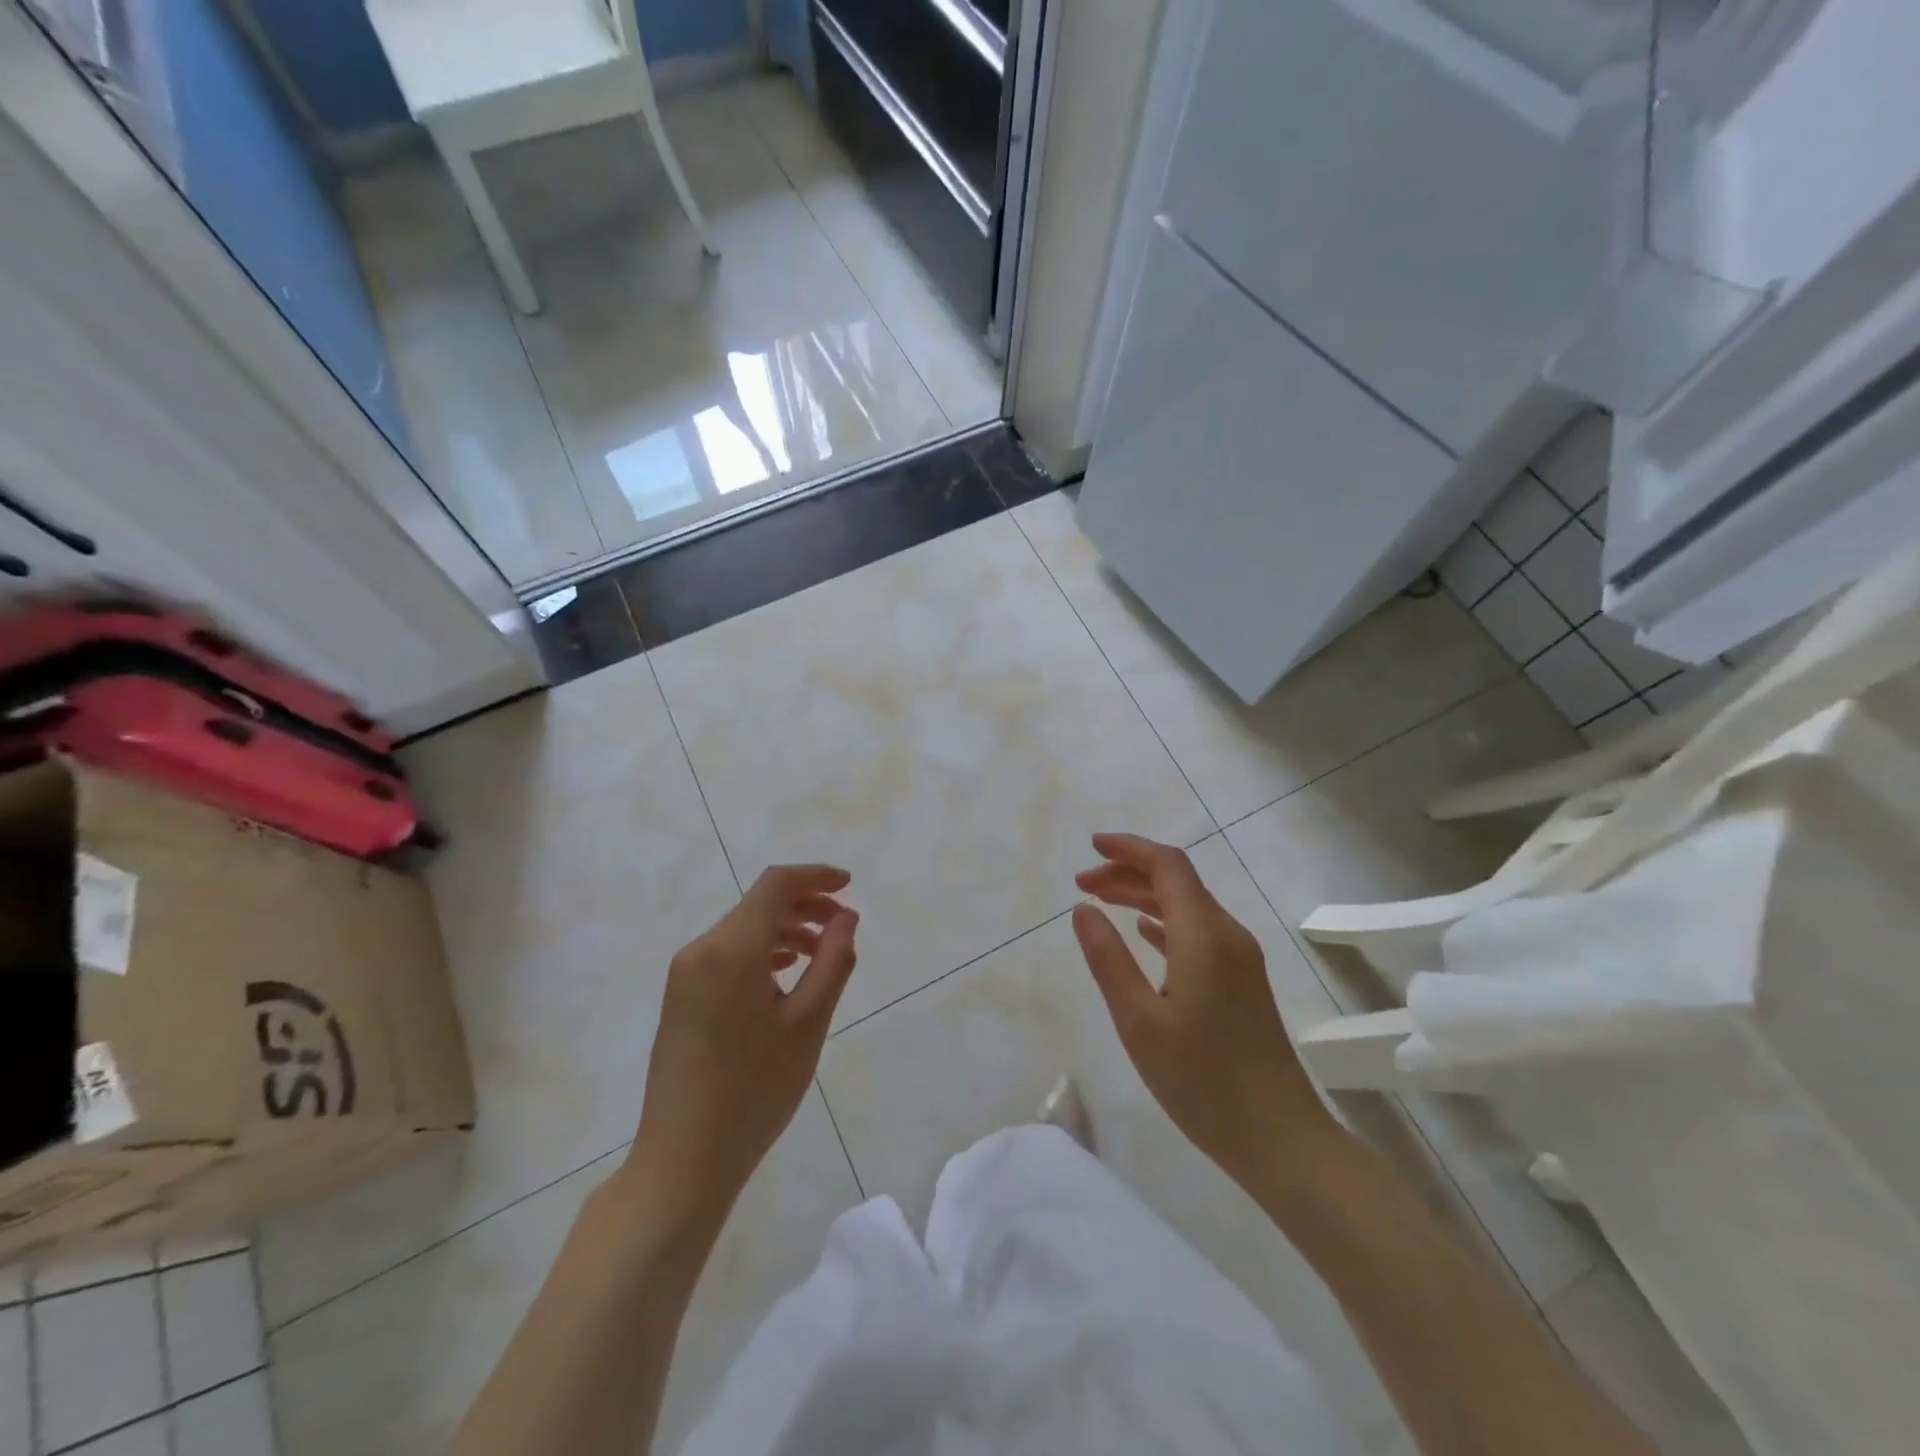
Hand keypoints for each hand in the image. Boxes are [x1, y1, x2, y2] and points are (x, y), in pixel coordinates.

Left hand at [626, 865, 858, 1221]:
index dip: (815, 876)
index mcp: (731, 949)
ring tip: (821, 952)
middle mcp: (701, 950)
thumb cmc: (754, 1091)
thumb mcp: (808, 1023)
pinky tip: (784, 973)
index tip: (849, 885)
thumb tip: (845, 917)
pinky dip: (761, 951)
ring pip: (743, 929)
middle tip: (843, 925)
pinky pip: (726, 954)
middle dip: (804, 904)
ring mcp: (684, 974)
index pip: (775, 885)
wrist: (683, 1160)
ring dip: (785, 928)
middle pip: (758, 904)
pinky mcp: (680, 997)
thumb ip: (833, 961)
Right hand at [1073, 833, 1340, 1202]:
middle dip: (1128, 872)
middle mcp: (1227, 935)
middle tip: (1082, 884)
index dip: (1129, 848)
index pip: (1168, 865)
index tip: (1091, 847)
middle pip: (1177, 881)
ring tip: (1101, 903)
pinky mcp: (1243, 982)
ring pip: (1187, 906)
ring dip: (1144, 896)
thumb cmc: (1202, 1081)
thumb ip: (1108, 959)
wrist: (1281, 1139)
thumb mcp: (1139, 1021)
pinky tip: (1143, 933)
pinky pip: (1198, 932)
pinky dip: (1164, 922)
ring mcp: (1240, 959)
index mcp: (1204, 935)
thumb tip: (1083, 910)